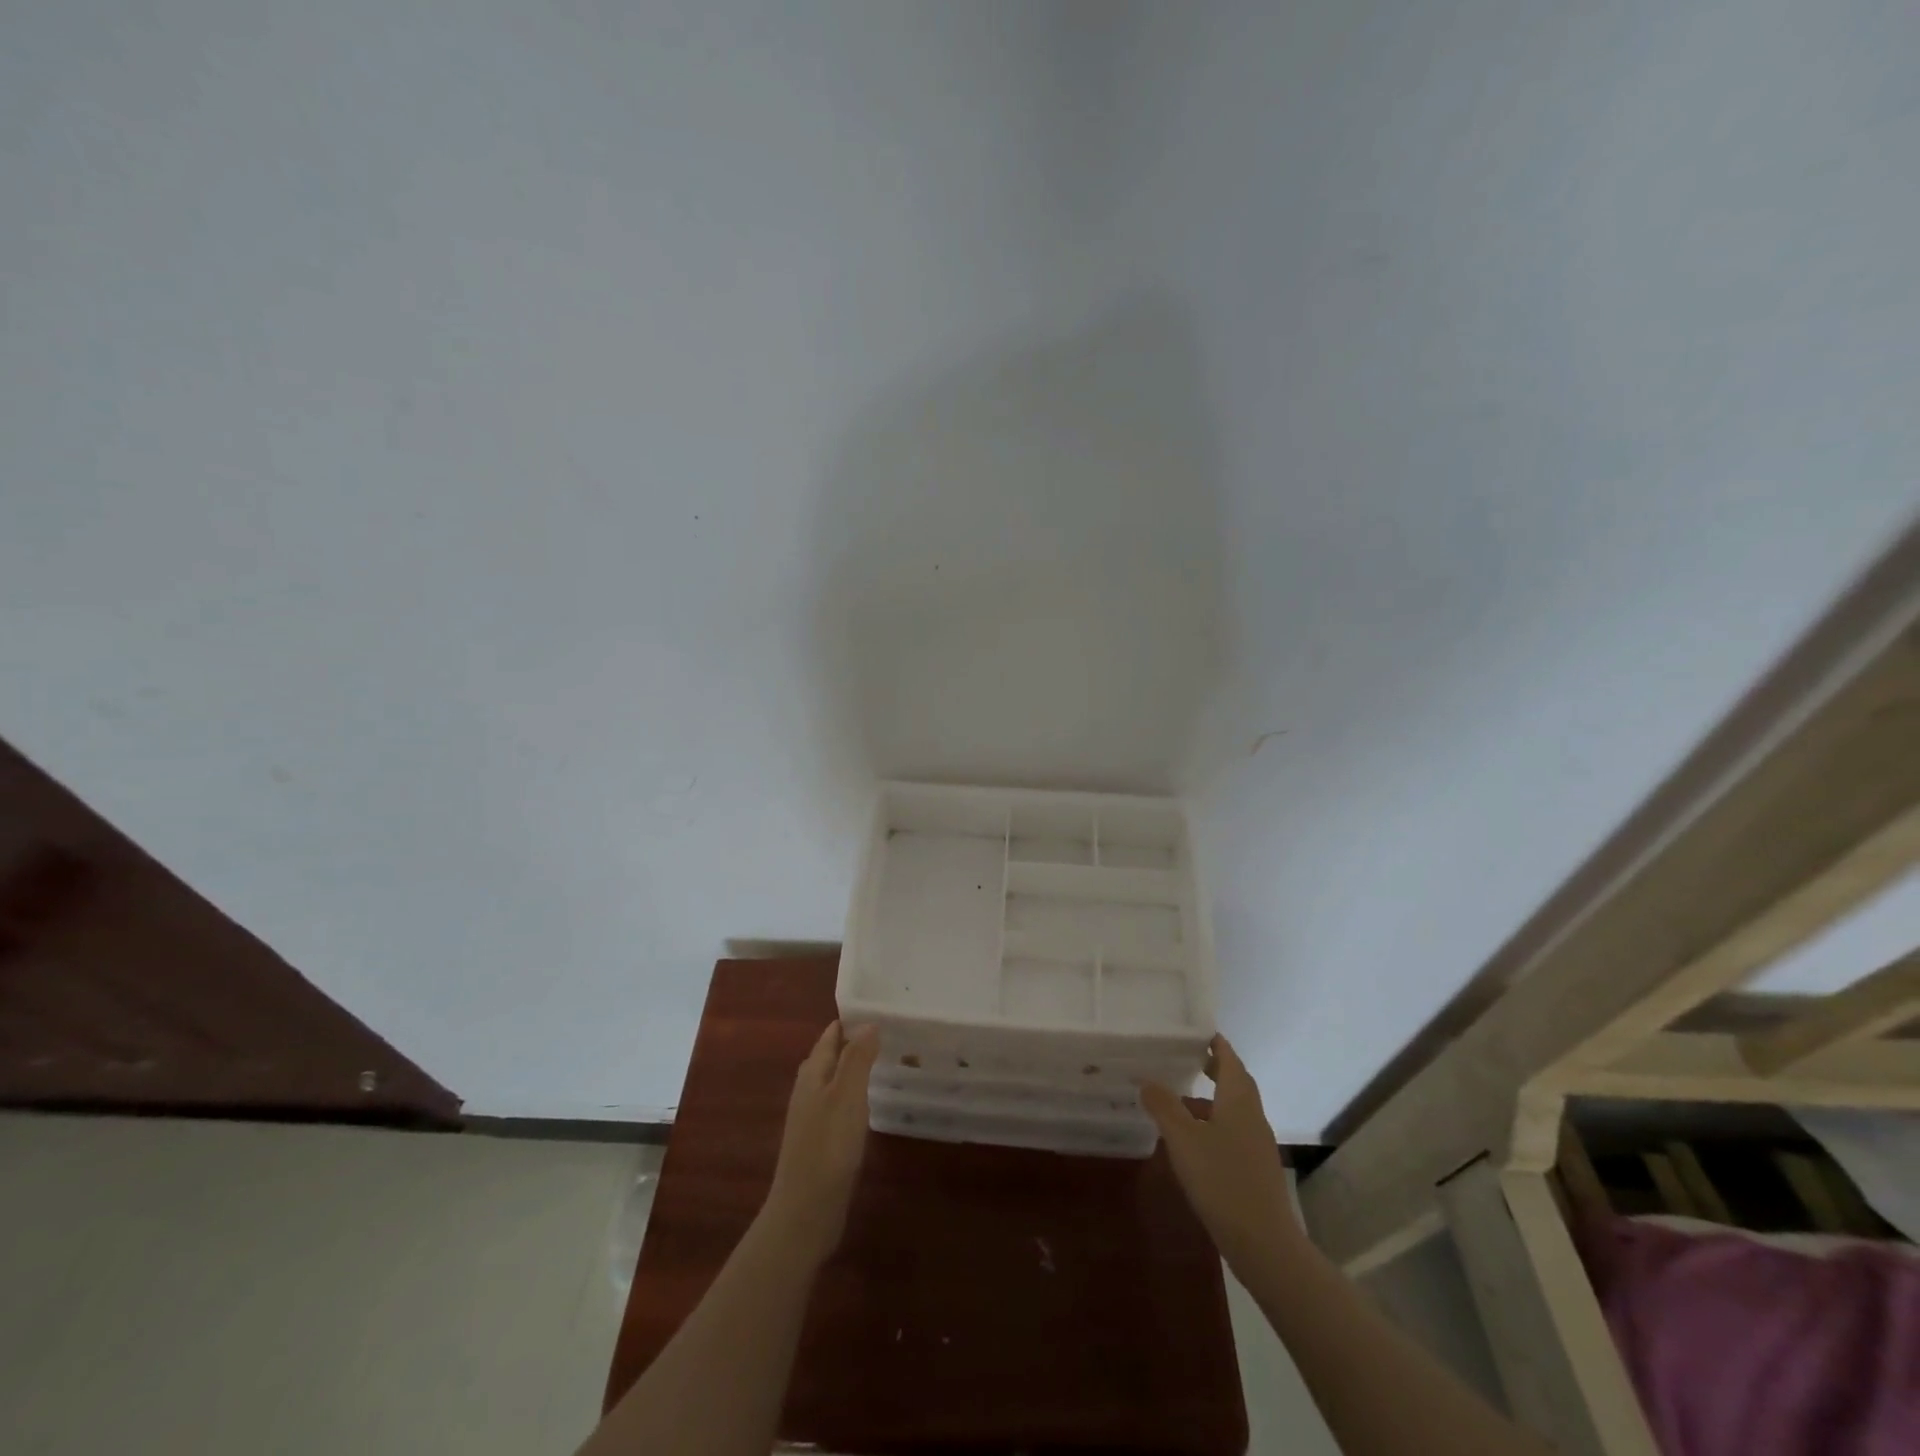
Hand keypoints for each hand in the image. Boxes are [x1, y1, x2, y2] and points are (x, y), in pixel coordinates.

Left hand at [762, 1021, 879, 1264]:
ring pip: (832, 1082)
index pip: (829, 1037)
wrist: (805, 1212)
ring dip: (853, 1070)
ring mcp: (811, 1119)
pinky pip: (837, 1106)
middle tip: (885, 1032)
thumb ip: (857, 1058)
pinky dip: (853, 1096)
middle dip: (852, 1043)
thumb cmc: (828, 1147)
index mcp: (812, 1075)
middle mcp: (808, 1092)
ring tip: (882, 1062)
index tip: (877, 1008)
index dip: (850, 1022)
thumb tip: (868, 1023)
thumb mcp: (847, 1096)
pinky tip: (868, 1105)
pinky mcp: (819, 1143)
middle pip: (829, 1057)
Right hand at [1142, 1035, 1297, 1271]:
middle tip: (1190, 1060)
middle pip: (1237, 1084)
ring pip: (1234, 1110)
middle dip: (1216, 1069)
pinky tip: (1194, 1143)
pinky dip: (1214, 1125)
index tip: (1200, 1033)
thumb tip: (1148, 1081)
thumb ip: (1164, 1107)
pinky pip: (1234, 1133)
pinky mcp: (1256, 1170)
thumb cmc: (1222, 1179)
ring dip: (1212, 1100)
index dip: (1217, 1045)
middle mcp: (1252, 1116)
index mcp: (1238, 1100)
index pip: (1230, 1061)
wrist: (1263, 1243)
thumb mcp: (1183, 1139)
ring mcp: (1257, 1145)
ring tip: (1182, 1102)